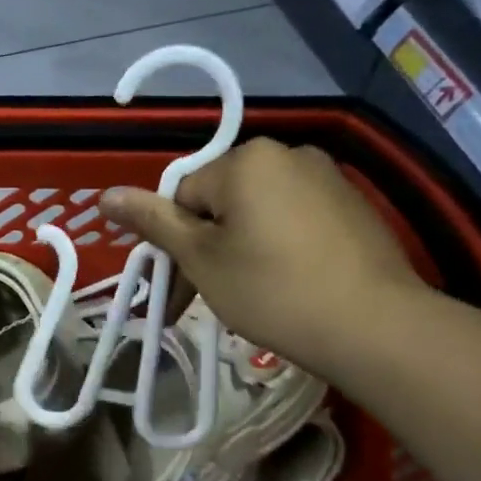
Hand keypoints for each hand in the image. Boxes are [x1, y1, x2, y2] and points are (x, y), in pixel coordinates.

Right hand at [99, 139, 426, 373]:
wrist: (374, 326)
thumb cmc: (272, 290)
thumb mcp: (201, 259)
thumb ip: (154, 222)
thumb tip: (106, 195)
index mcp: (246, 159)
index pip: (184, 195)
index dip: (177, 243)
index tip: (180, 289)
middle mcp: (288, 153)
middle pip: (221, 200)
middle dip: (209, 246)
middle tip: (212, 296)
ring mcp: (327, 177)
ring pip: (258, 211)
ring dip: (241, 247)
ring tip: (252, 295)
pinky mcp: (354, 205)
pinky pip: (295, 218)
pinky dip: (280, 246)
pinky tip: (289, 284)